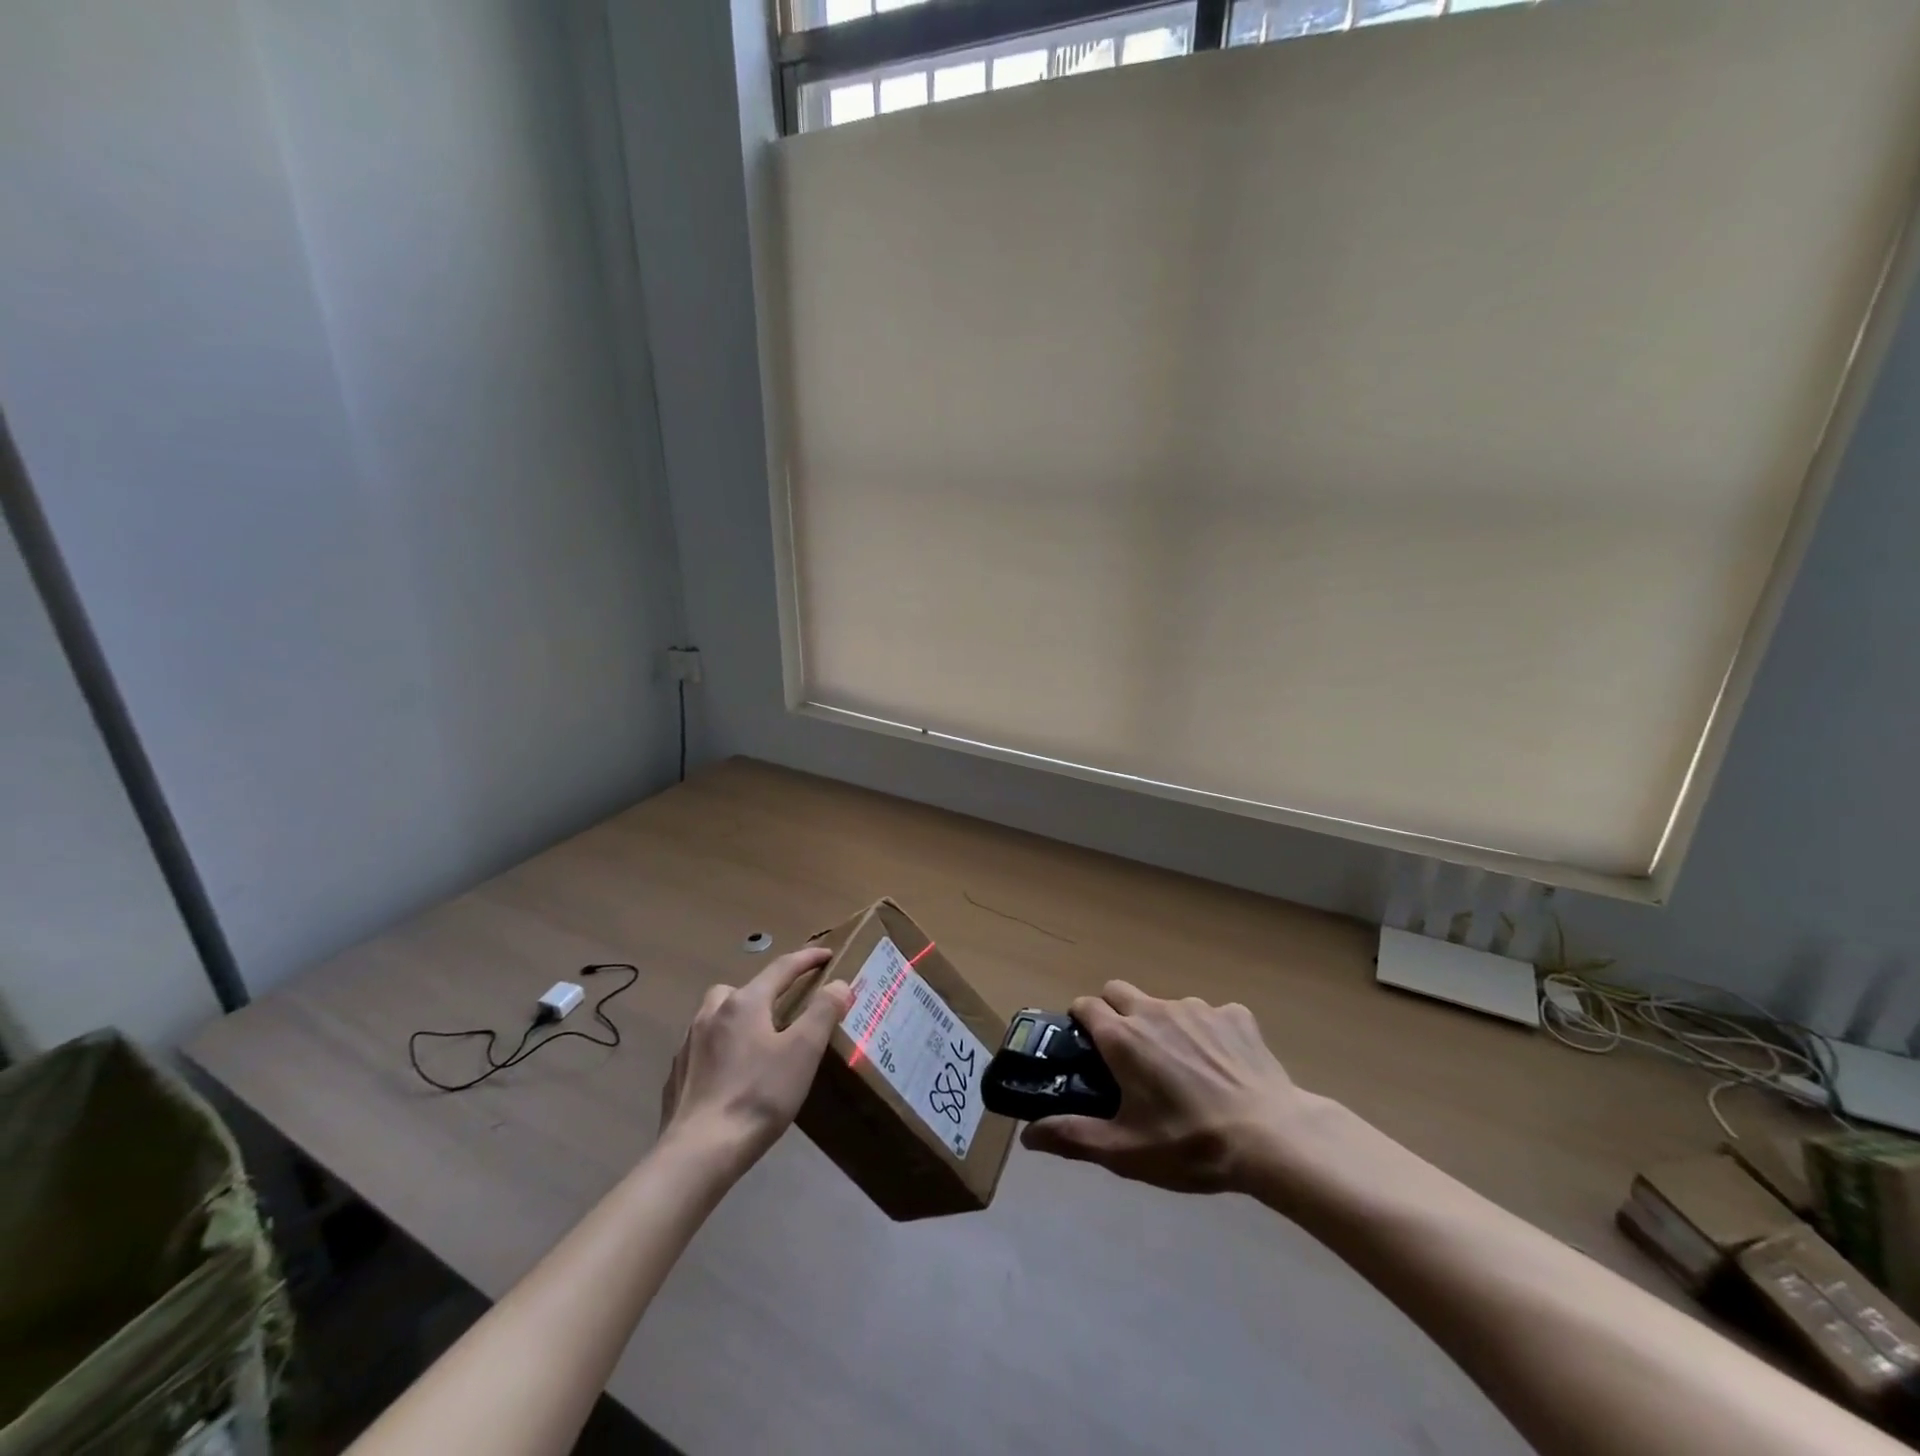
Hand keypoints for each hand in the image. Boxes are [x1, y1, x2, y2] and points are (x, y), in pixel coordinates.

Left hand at [659, 947, 851, 1170]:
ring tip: (756, 1040)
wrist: (699, 1152)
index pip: (782, 968)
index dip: (807, 959)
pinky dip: (719, 1047)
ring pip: (716, 1014)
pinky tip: (729, 1072)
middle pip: (742, 988)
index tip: (826, 954)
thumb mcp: (804, 1051)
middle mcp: (712, 1013)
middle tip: (784, 1008)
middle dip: (765, 989)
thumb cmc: (759, 1095)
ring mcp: (689, 1043)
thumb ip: (823, 1011)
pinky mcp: (677, 1074)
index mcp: (745, 1003)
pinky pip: (702, 1046)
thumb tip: (838, 983)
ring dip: (737, 1017)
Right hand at [1020, 980, 1304, 1193]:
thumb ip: (1073, 1137)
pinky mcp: (1235, 1015)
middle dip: (1114, 1012)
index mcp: (1123, 1037)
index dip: (1081, 1023)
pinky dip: (1209, 1033)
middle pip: (1119, 991)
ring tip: (1182, 1069)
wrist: (1271, 1138)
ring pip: (1165, 1004)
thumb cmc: (1190, 1144)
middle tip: (1128, 1056)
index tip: (1087, 1049)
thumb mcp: (1125, 1151)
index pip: (1085, 1005)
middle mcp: (1154, 1010)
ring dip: (1162, 1025)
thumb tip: (1028, 1135)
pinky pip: (1211, 1015)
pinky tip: (1223, 1066)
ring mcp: (1198, 1008)